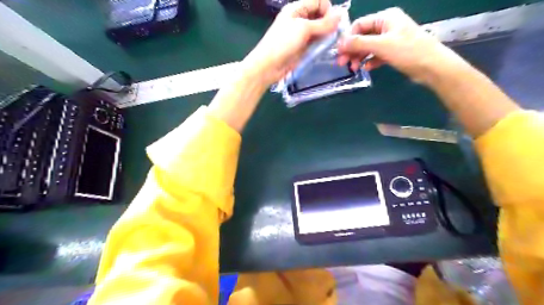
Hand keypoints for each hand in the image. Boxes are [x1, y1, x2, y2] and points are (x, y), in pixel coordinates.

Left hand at [242, 0, 337, 87]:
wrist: (269, 66)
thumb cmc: (283, 43)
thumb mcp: (303, 29)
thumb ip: (323, 23)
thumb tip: (341, 14)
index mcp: (297, 9)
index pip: (319, 1)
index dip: (328, 9)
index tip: (333, 23)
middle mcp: (300, 19)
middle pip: (320, 16)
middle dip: (329, 23)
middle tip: (335, 35)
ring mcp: (301, 35)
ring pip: (320, 30)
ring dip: (327, 35)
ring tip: (332, 43)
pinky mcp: (303, 48)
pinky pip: (316, 43)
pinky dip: (322, 45)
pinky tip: (326, 49)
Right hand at [339, 7, 465, 83]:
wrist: (432, 67)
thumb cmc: (408, 51)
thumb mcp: (381, 46)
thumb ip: (359, 43)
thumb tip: (339, 44)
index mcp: (386, 18)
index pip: (360, 24)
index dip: (348, 38)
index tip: (339, 52)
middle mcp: (387, 26)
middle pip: (363, 36)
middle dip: (352, 49)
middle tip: (342, 63)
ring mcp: (391, 39)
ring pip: (368, 46)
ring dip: (359, 57)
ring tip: (353, 68)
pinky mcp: (393, 51)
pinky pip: (376, 54)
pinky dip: (370, 61)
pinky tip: (366, 68)